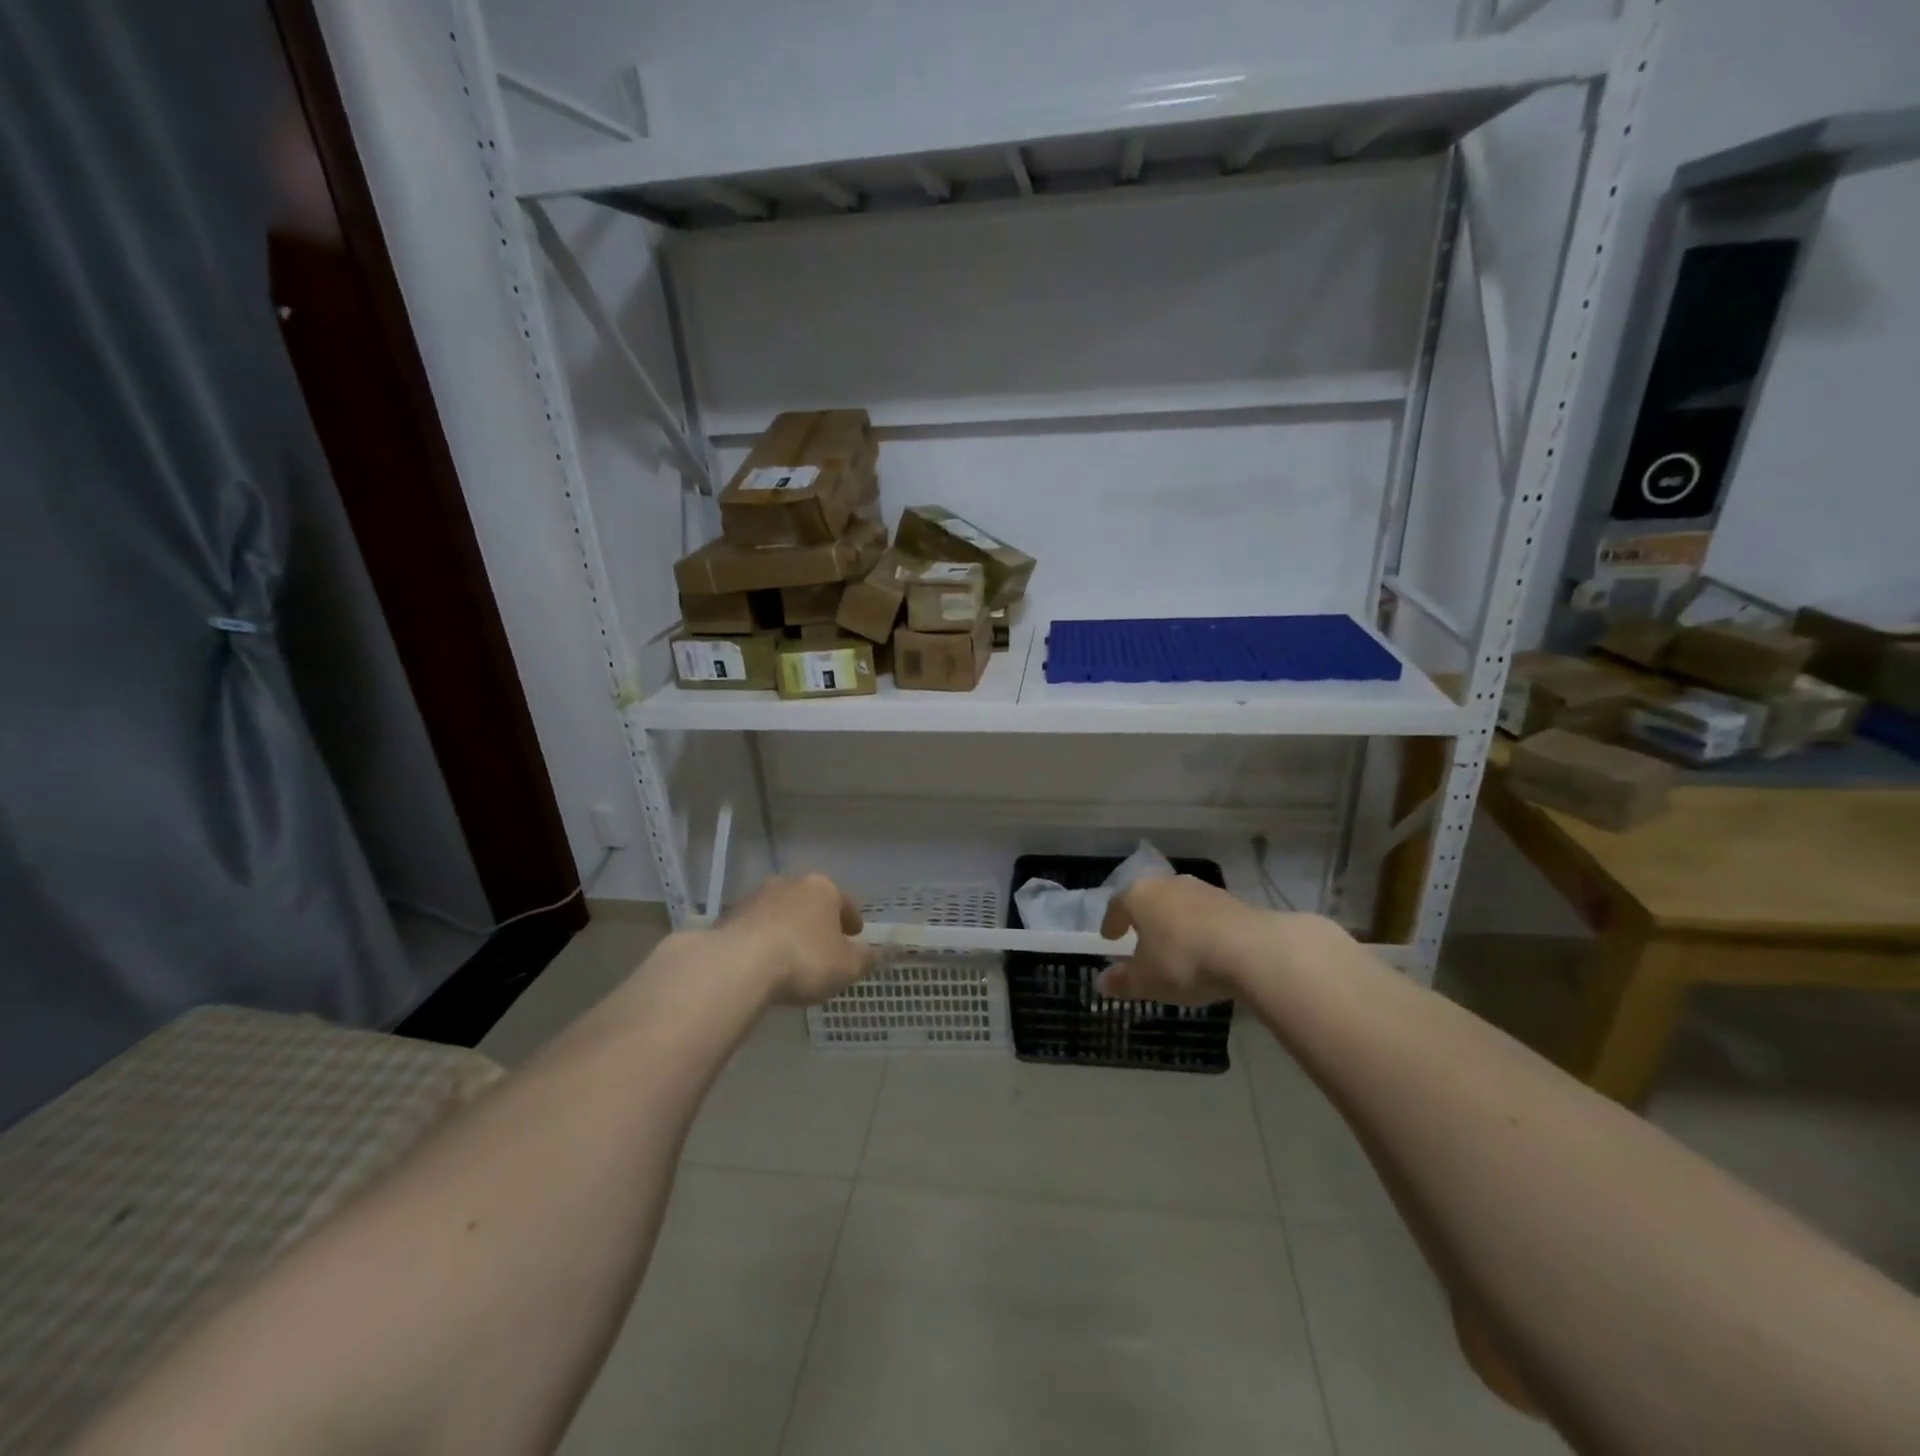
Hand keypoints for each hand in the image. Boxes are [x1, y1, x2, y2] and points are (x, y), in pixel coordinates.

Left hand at [716, 873, 876, 1004]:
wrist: (738, 966)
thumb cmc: (804, 959)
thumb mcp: (847, 966)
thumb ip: (869, 958)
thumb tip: (891, 951)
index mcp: (823, 888)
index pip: (845, 901)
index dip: (852, 920)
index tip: (855, 935)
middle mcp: (790, 883)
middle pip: (811, 902)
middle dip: (818, 920)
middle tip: (824, 944)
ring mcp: (756, 896)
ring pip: (781, 911)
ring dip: (789, 928)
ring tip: (792, 955)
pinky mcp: (730, 916)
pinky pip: (756, 927)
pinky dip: (764, 939)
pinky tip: (765, 961)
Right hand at [1095, 875, 1270, 1005]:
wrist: (1251, 950)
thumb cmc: (1183, 960)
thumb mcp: (1146, 980)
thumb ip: (1122, 981)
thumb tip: (1102, 982)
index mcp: (1139, 895)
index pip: (1117, 904)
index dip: (1112, 921)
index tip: (1109, 937)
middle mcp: (1168, 884)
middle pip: (1149, 899)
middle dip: (1143, 919)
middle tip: (1139, 938)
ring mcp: (1202, 889)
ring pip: (1178, 904)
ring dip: (1173, 922)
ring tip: (1174, 945)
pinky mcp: (1232, 901)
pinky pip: (1205, 914)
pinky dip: (1199, 928)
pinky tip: (1204, 948)